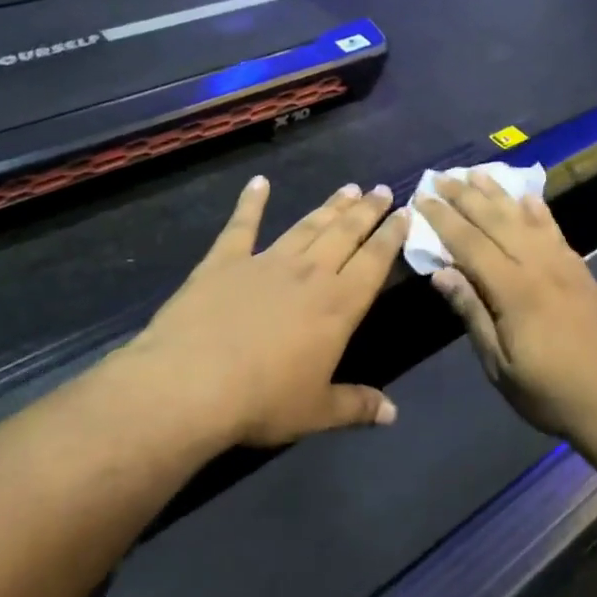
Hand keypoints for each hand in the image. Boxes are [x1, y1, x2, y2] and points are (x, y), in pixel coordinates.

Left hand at [134, 176, 408, 447]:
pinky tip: (258, 182)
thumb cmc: (262, 401)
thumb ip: (356, 406)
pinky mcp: (225, 261)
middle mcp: (309, 273)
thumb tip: (393, 414)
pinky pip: (242, 225)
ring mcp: (266, 262)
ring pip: (306, 226)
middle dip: (367, 210)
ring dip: (329, 206)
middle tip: (381, 189)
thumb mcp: (316, 411)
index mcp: (338, 305)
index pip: (374, 261)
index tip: (405, 212)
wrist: (191, 384)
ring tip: (348, 188)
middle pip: (345, 233)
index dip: (392, 235)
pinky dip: (251, 202)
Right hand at [415, 173, 596, 446]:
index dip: (444, 220)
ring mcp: (565, 264)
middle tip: (441, 177)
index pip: (470, 244)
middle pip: (496, 221)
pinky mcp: (581, 269)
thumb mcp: (500, 366)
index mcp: (515, 291)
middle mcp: (540, 266)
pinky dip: (537, 208)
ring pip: (525, 218)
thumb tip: (441, 273)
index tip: (422, 198)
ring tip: (476, 173)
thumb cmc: (551, 394)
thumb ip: (473, 313)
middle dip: (465, 197)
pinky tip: (527, 197)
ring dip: (498, 193)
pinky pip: (554, 229)